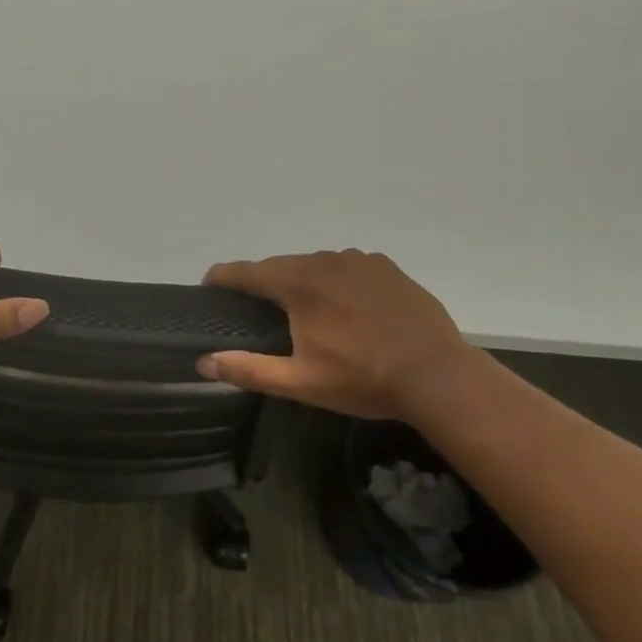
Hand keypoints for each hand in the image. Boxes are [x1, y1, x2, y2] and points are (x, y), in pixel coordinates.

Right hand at [198, 250, 478, 418]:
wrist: (437, 374)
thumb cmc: (363, 379)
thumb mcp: (300, 382)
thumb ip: (248, 369)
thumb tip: (204, 361)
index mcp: (298, 283)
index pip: (244, 271)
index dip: (222, 278)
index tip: (209, 289)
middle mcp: (324, 260)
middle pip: (280, 266)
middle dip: (265, 285)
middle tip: (261, 314)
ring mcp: (359, 259)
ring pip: (315, 265)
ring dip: (303, 282)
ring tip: (308, 313)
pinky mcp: (386, 267)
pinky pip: (347, 268)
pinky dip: (337, 282)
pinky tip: (349, 308)